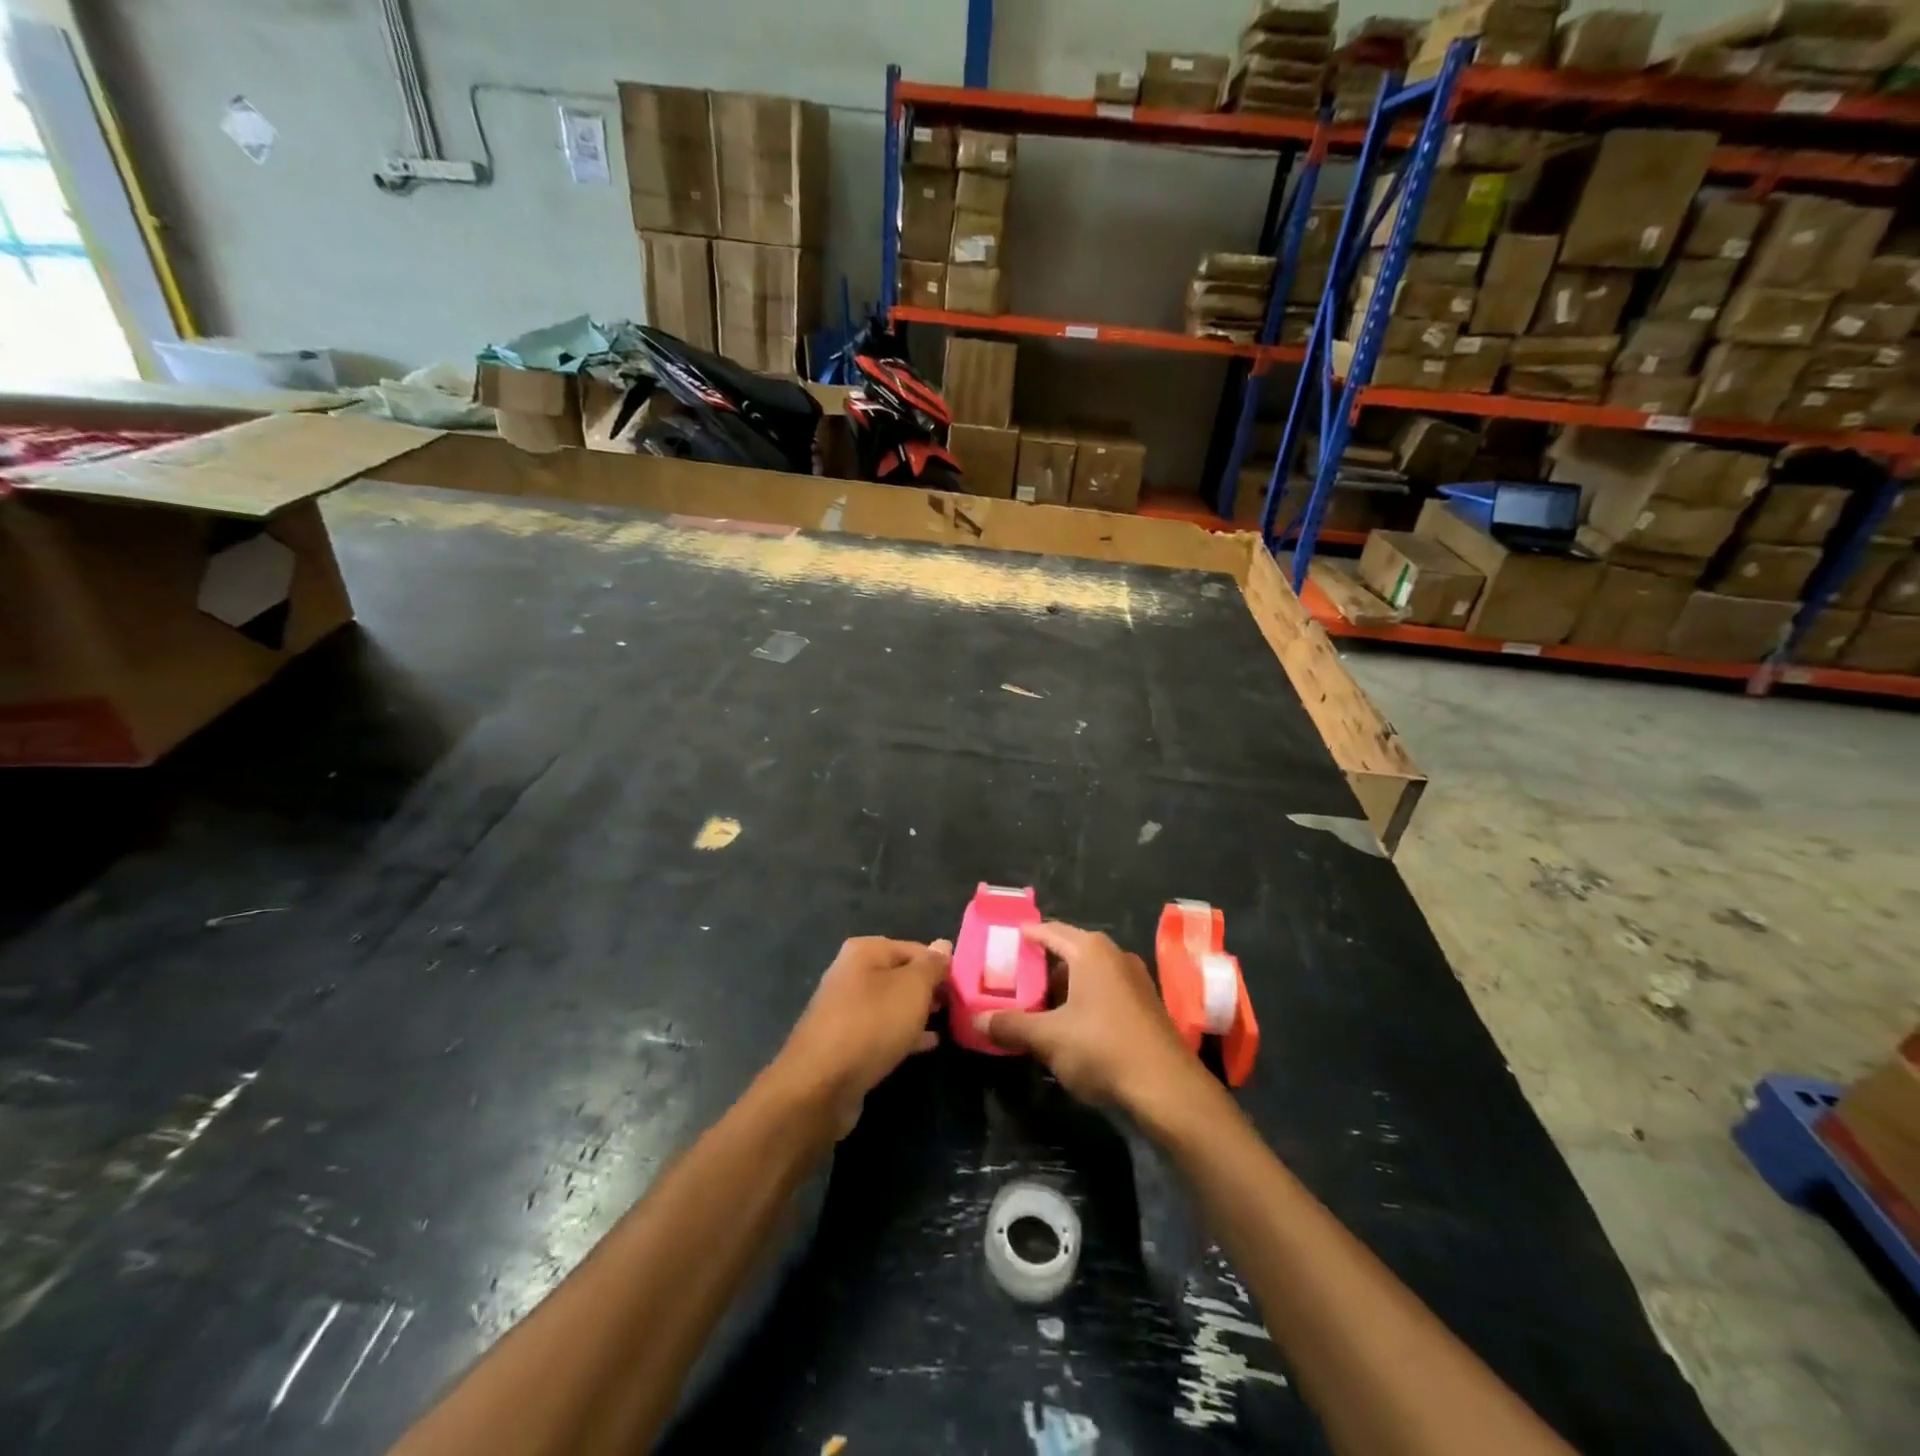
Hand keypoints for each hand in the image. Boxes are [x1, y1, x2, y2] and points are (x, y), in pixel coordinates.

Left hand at [775, 936, 951, 1131]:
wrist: (820, 1085)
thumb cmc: (871, 1025)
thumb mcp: (912, 989)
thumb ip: (931, 966)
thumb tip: (943, 945)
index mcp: (864, 951)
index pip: (915, 948)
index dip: (941, 966)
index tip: (964, 987)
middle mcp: (851, 973)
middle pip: (901, 975)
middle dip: (929, 989)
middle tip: (958, 1006)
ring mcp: (845, 1009)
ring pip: (892, 1004)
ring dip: (918, 1012)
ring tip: (948, 1023)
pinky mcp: (844, 1042)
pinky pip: (882, 1030)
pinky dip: (904, 1033)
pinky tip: (928, 1045)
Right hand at [978, 921, 1207, 1115]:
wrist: (1167, 1089)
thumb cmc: (1102, 1048)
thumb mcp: (1048, 1038)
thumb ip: (1011, 1026)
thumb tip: (977, 1021)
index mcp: (1090, 950)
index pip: (1049, 931)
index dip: (1024, 936)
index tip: (1002, 943)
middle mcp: (1114, 955)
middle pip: (1068, 952)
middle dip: (1040, 968)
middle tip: (1012, 982)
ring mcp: (1134, 980)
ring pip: (1087, 975)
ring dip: (1062, 989)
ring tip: (1035, 1008)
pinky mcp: (1145, 1006)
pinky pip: (1104, 993)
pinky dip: (1083, 1002)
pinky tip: (1068, 1027)